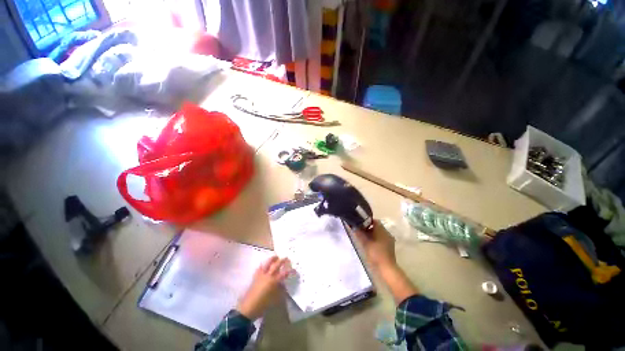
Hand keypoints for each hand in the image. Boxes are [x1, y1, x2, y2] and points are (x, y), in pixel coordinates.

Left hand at [236, 256, 291, 319]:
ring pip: (267, 263)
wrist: (248, 308)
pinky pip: (260, 267)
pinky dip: (263, 264)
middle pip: (276, 264)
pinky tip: (265, 264)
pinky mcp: (256, 276)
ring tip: (276, 257)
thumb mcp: (275, 299)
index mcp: (274, 281)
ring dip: (273, 259)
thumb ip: (280, 290)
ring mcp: (261, 275)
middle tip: (287, 258)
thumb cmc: (263, 305)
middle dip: (282, 260)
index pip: (284, 273)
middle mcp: (268, 275)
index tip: (294, 270)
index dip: (290, 271)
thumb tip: (283, 284)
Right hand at [353, 220, 396, 269]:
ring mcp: (389, 239)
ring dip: (372, 233)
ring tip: (364, 238)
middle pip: (377, 226)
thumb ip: (358, 233)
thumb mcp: (364, 242)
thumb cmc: (375, 252)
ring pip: (379, 232)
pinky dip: (376, 239)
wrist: (386, 267)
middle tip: (360, 231)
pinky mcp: (390, 246)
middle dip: (368, 228)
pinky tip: (371, 244)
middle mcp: (386, 232)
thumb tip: (352, 226)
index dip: (366, 221)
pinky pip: (382, 238)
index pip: (374, 220)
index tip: (360, 224)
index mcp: (381, 229)